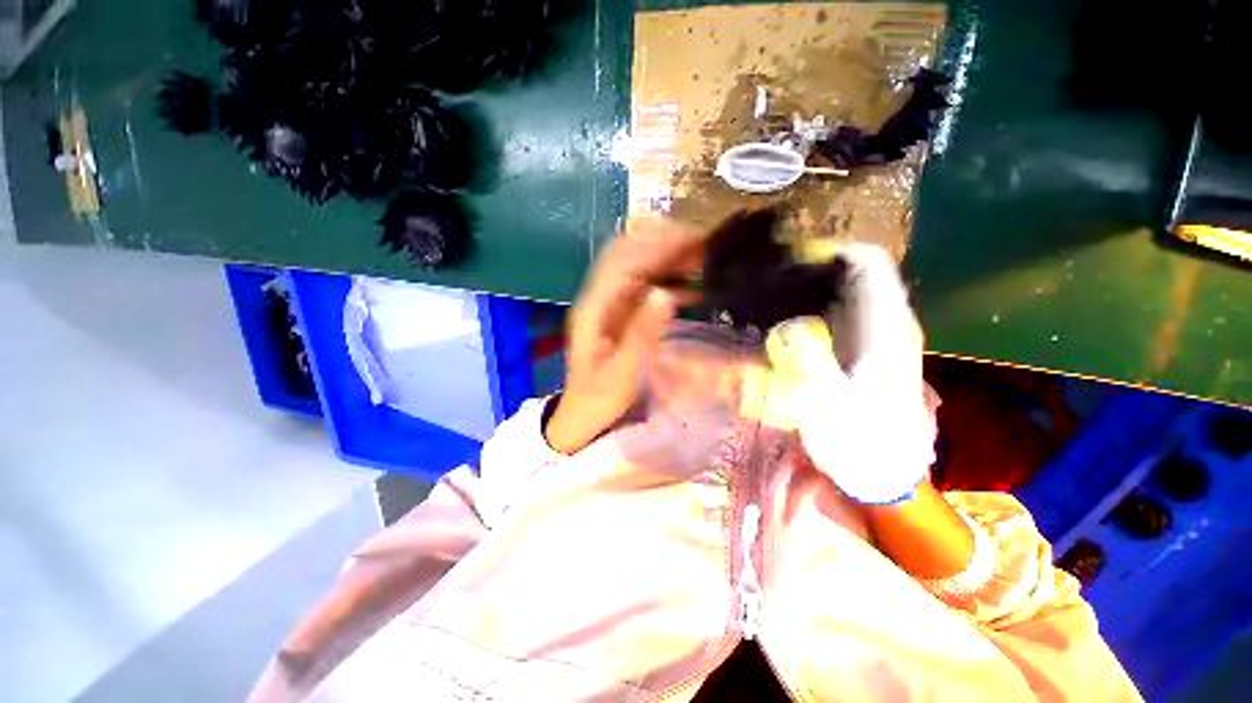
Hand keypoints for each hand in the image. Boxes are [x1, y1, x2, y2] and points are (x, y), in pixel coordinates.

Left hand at [545, 221, 703, 454]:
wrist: (582, 414)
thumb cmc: (599, 398)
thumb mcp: (622, 373)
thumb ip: (642, 334)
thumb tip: (666, 295)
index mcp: (593, 309)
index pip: (624, 262)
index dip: (657, 247)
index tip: (693, 242)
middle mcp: (598, 297)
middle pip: (626, 252)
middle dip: (662, 241)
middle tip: (701, 244)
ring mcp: (607, 303)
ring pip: (635, 263)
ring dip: (665, 255)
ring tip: (701, 256)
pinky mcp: (618, 312)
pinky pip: (642, 284)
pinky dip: (666, 277)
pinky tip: (689, 285)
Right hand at [766, 243, 935, 503]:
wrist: (882, 467)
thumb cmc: (858, 439)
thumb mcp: (826, 401)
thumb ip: (808, 358)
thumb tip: (786, 324)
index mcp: (886, 327)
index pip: (868, 263)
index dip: (829, 251)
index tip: (788, 260)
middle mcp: (888, 321)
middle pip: (856, 270)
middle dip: (815, 265)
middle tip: (772, 276)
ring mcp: (879, 332)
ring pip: (849, 287)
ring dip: (813, 283)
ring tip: (774, 291)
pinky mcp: (866, 345)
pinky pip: (842, 308)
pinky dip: (815, 302)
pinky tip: (789, 315)